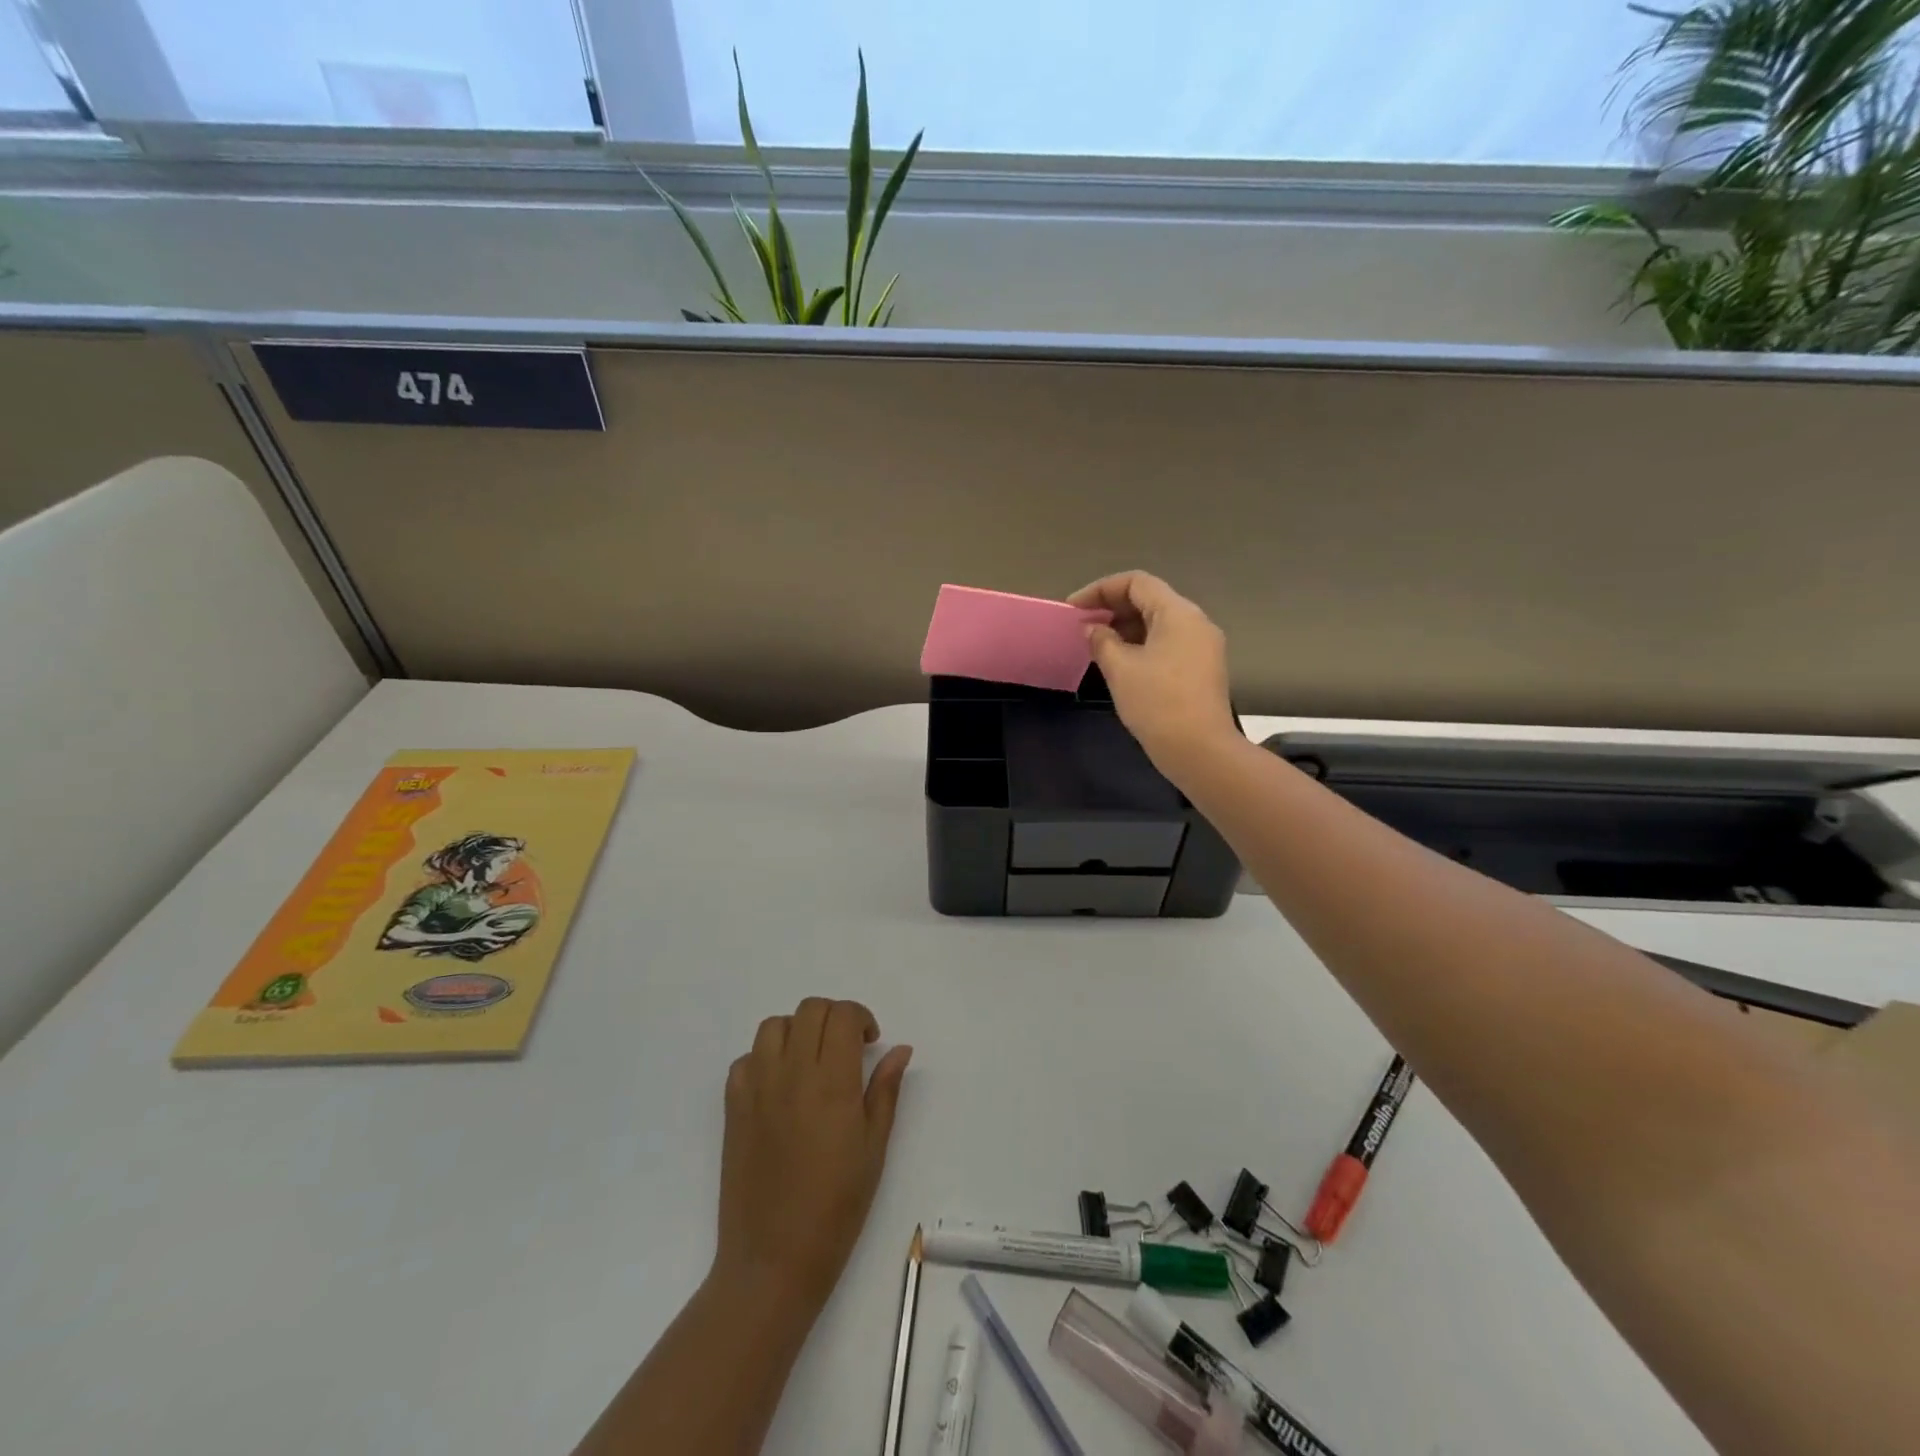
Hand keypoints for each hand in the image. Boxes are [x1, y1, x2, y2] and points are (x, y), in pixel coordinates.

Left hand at [714, 998, 912, 1312]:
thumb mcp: (874, 1149)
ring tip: (811, 1061)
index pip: (843, 1015)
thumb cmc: (836, 1208)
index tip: (869, 1042)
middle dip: (833, 1018)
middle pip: (810, 1010)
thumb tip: (900, 1049)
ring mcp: (757, 1088)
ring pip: (774, 1025)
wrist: (772, 1260)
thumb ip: (885, 1090)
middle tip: (846, 1049)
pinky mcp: (732, 1107)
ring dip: (797, 1030)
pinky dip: (764, 1058)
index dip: (861, 1017)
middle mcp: (791, 1074)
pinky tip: (779, 1086)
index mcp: (832, 1083)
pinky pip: (746, 1059)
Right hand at [1068, 571, 1237, 767]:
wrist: (1199, 750)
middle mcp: (1195, 622)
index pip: (1136, 582)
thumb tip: (1092, 628)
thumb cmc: (1157, 703)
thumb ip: (1102, 640)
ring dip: (1126, 628)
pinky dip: (1141, 644)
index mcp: (1178, 613)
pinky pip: (1168, 643)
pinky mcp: (1202, 668)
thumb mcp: (1120, 669)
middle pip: (1150, 599)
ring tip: (1097, 645)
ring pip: (1159, 623)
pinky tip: (1121, 663)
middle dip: (1112, 608)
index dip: (1100, 590)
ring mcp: (1202, 646)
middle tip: (1082, 626)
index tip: (1074, 609)